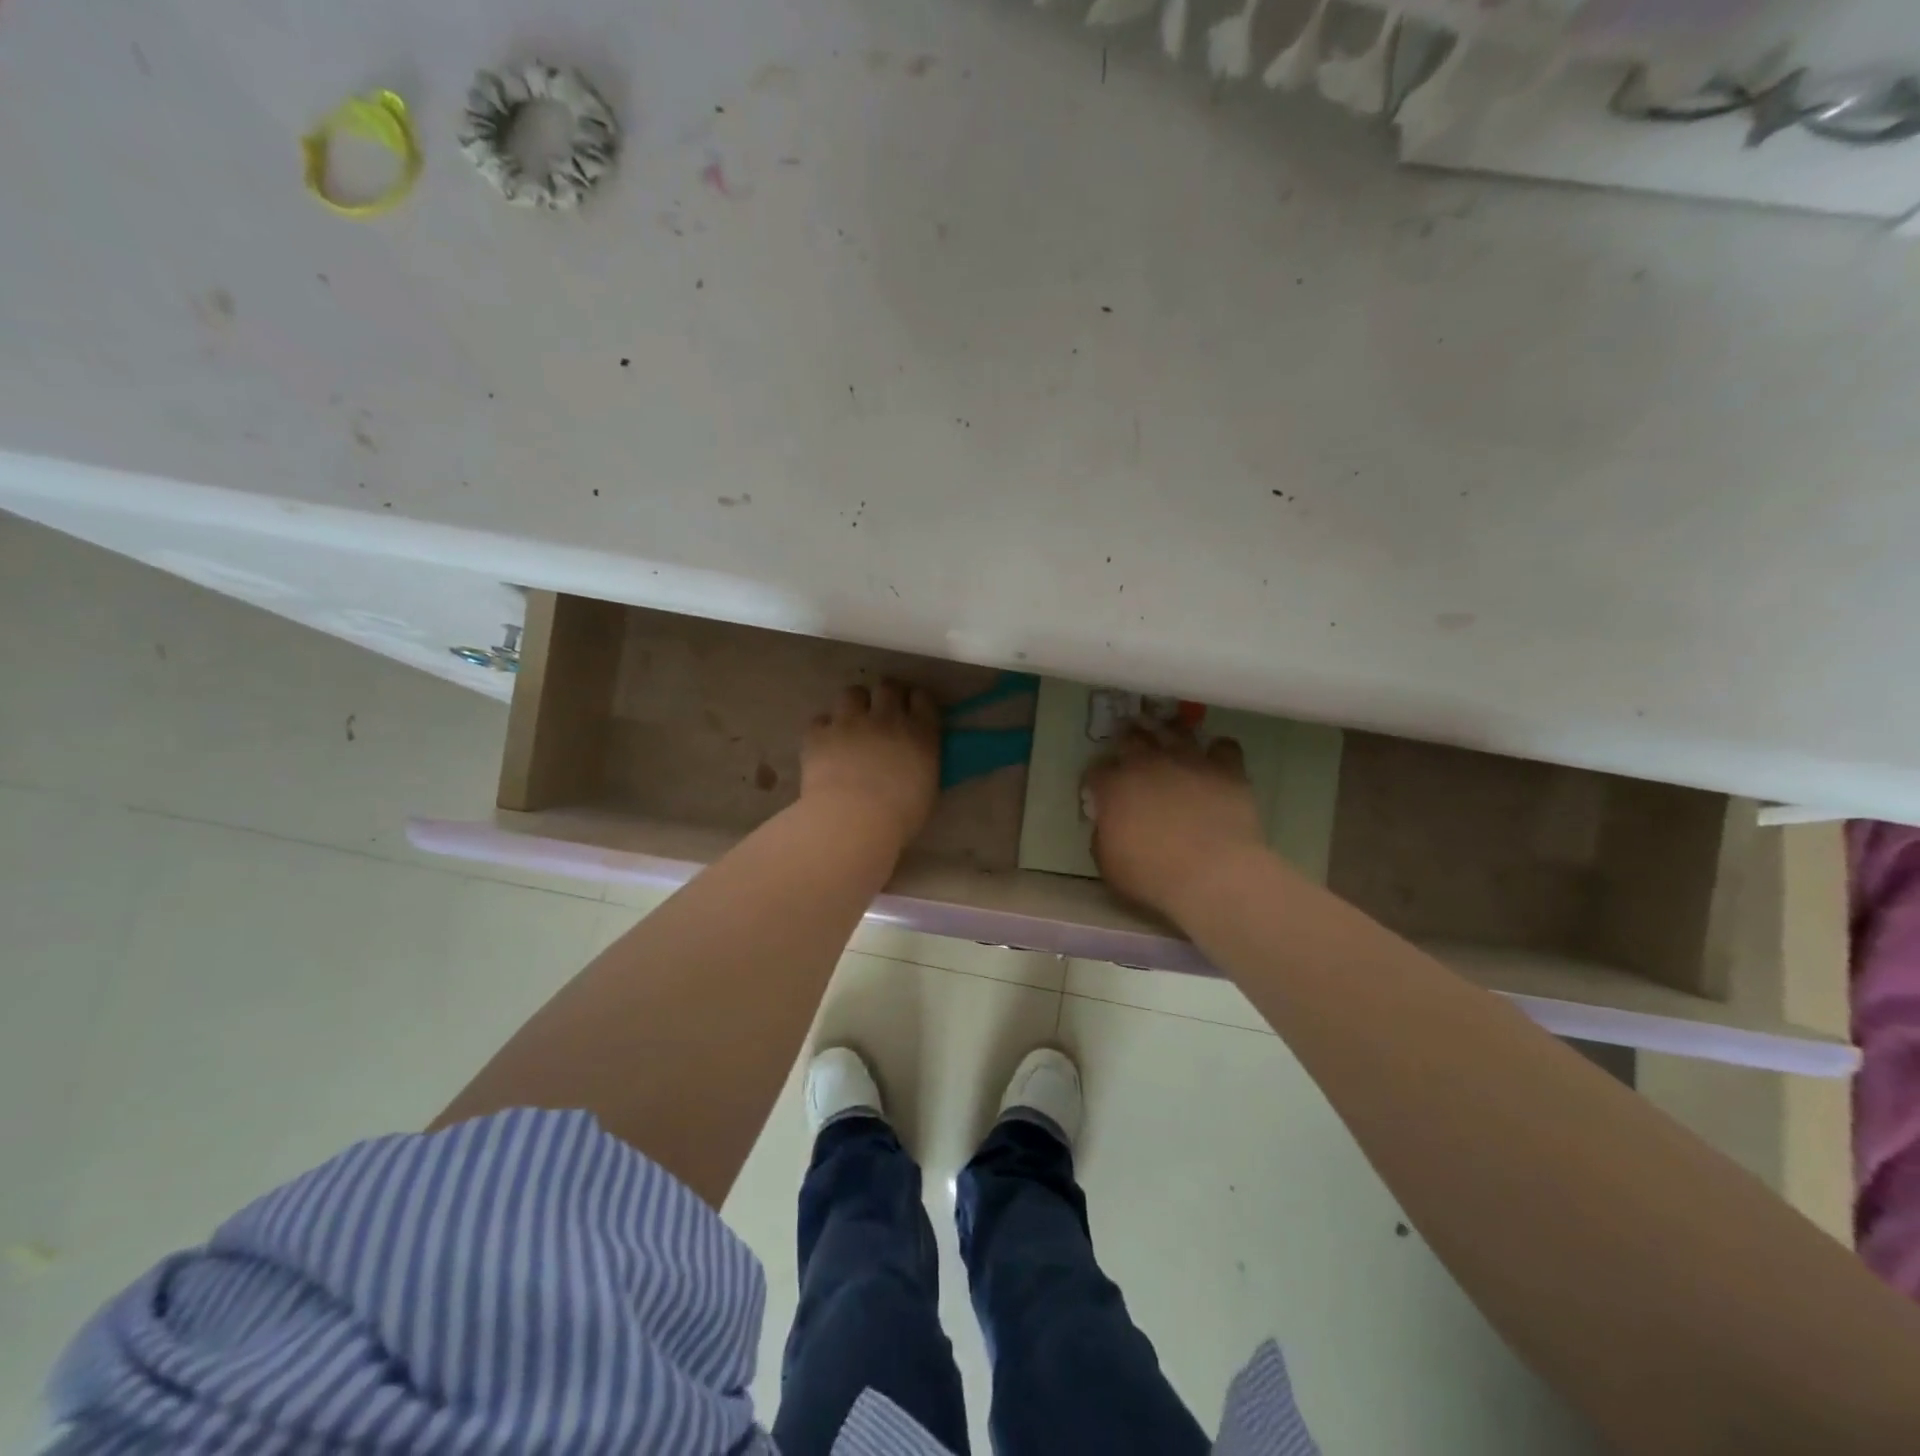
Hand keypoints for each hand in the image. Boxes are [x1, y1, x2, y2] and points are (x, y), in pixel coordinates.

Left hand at [801, 682, 940, 848]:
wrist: (853, 821)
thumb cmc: (899, 816)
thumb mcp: (927, 790)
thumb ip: (923, 765)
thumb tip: (916, 760)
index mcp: (920, 734)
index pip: (923, 700)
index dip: (917, 702)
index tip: (913, 710)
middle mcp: (886, 719)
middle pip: (888, 687)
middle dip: (886, 695)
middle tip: (882, 712)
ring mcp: (850, 722)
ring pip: (852, 693)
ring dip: (854, 704)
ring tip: (851, 721)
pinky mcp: (819, 734)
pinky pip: (821, 720)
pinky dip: (824, 729)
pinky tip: (825, 744)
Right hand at [1084, 723, 1265, 918]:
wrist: (1214, 875)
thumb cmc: (1152, 876)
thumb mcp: (1108, 864)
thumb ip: (1103, 836)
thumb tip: (1109, 824)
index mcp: (1114, 786)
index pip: (1096, 770)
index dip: (1097, 778)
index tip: (1099, 788)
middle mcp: (1148, 763)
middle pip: (1131, 738)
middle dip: (1127, 741)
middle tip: (1130, 747)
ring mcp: (1189, 761)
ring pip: (1175, 731)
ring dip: (1169, 733)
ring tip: (1169, 739)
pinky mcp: (1226, 769)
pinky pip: (1224, 746)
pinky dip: (1218, 751)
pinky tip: (1215, 760)